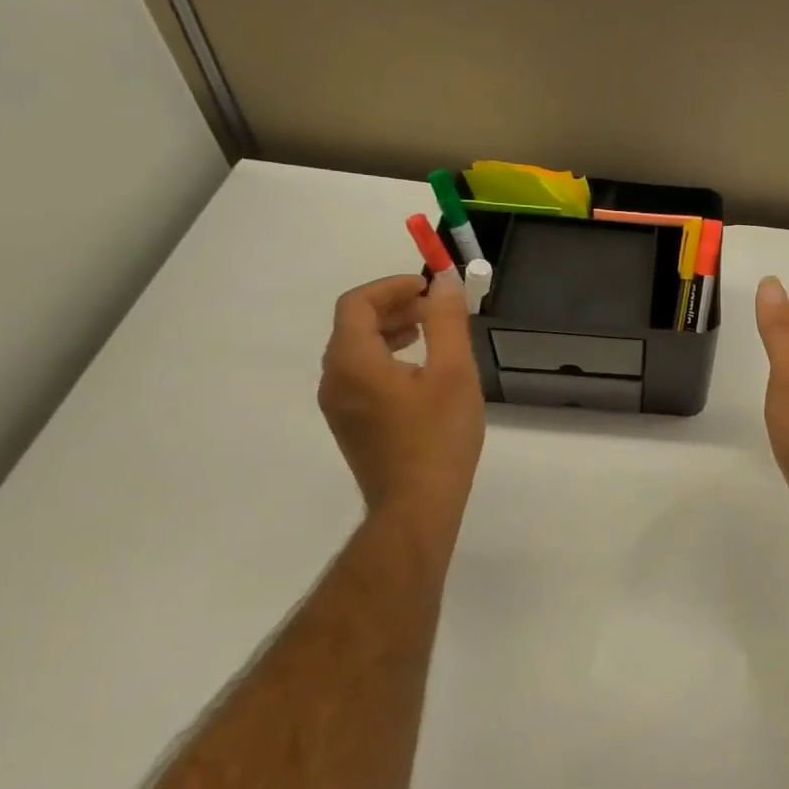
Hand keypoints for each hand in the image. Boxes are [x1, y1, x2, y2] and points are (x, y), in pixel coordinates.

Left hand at [319, 273, 483, 521]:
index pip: (357, 304)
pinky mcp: (350, 426)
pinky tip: (420, 374)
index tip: (429, 288)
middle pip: (353, 326)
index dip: (392, 287)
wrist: (416, 507)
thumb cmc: (438, 437)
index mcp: (352, 362)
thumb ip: (447, 321)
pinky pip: (360, 377)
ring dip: (390, 333)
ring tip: (430, 336)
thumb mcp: (453, 372)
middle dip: (393, 308)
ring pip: (356, 352)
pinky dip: (385, 359)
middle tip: (434, 309)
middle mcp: (334, 380)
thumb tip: (444, 281)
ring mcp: (338, 407)